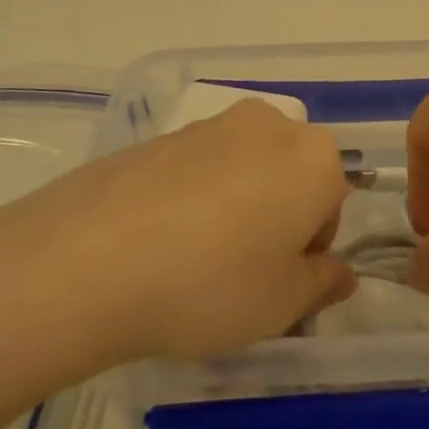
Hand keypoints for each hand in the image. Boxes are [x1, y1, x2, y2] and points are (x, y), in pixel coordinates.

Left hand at [0, 100, 356, 364]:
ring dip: (236, 208)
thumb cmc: (213, 283)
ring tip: (195, 261)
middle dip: (278, 219)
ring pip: (244, 171)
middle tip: (242, 273)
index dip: (310, 248)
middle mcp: (268, 125)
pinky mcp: (160, 135)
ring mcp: (209, 125)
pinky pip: (197, 169)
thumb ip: (323, 283)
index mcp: (313, 157)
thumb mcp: (284, 303)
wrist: (90, 258)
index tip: (278, 281)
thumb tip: (338, 273)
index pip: (333, 203)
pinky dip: (194, 199)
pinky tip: (160, 242)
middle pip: (290, 177)